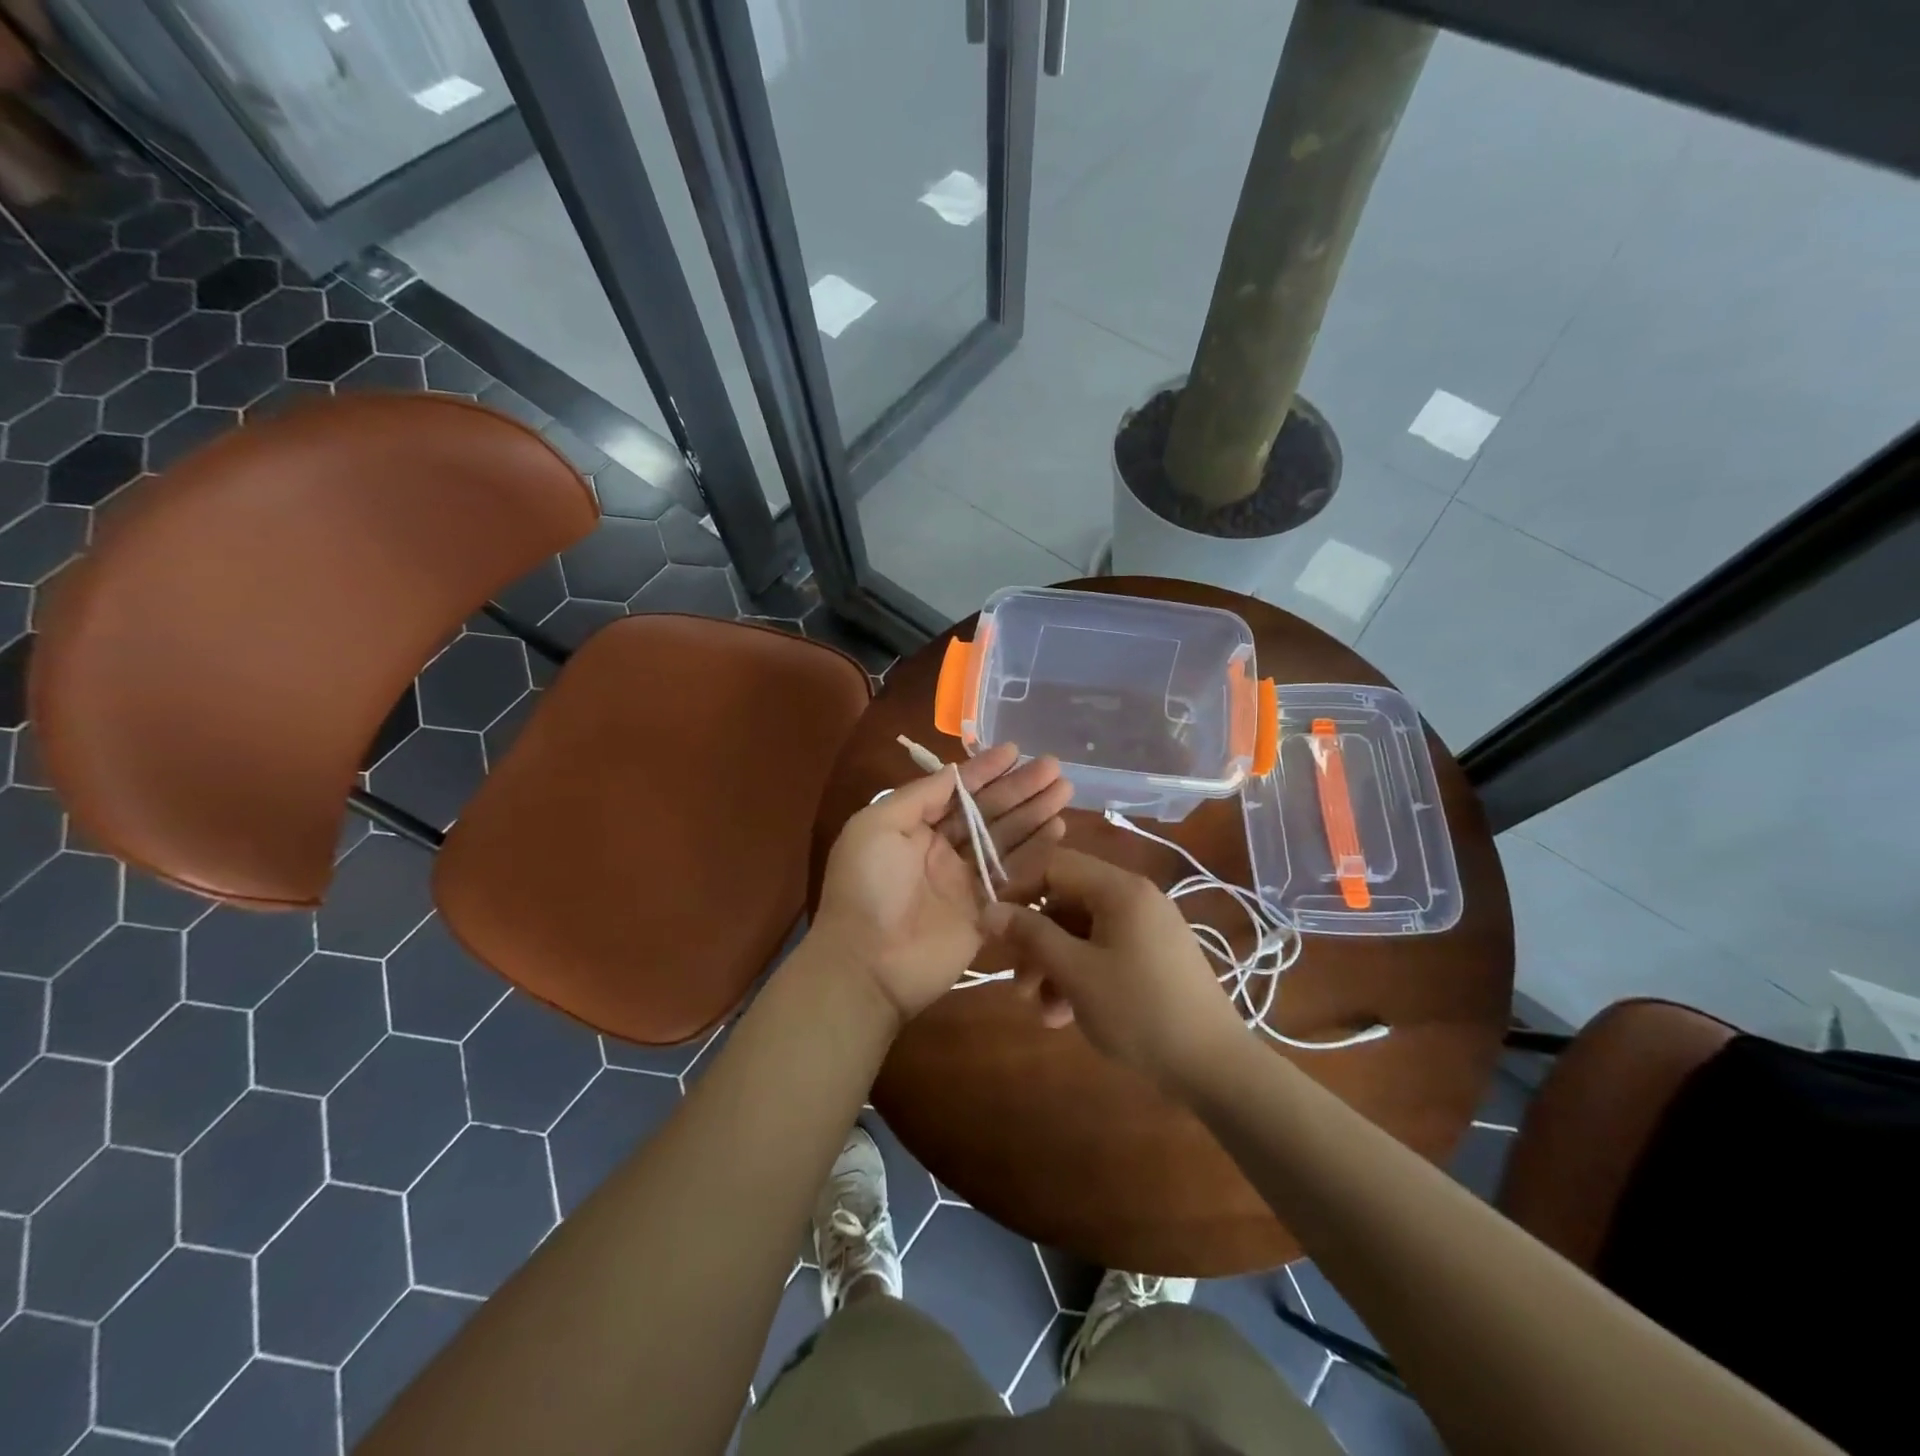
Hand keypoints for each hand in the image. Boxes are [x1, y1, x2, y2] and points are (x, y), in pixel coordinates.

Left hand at [811, 744, 1070, 1027]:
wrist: (867, 964)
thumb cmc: (866, 886)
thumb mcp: (876, 826)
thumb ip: (918, 796)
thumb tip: (955, 772)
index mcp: (913, 827)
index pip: (956, 791)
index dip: (985, 770)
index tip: (1016, 750)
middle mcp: (942, 850)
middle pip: (988, 812)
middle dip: (1019, 789)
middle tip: (1054, 767)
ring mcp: (966, 881)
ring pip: (1007, 840)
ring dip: (1035, 814)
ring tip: (1064, 790)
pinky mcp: (987, 911)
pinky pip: (1016, 877)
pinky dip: (1038, 853)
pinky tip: (1059, 830)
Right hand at [984, 849, 1247, 1090]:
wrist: (1215, 1066)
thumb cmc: (1139, 1011)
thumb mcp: (1076, 972)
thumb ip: (1030, 935)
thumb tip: (989, 909)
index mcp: (1120, 889)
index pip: (1055, 865)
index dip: (1018, 890)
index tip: (993, 928)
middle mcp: (1135, 898)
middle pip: (1067, 902)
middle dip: (1035, 942)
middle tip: (1017, 983)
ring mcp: (1148, 928)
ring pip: (1083, 932)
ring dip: (1054, 966)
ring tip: (1041, 1011)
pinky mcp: (1155, 957)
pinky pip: (1105, 952)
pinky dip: (1081, 976)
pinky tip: (1066, 1016)